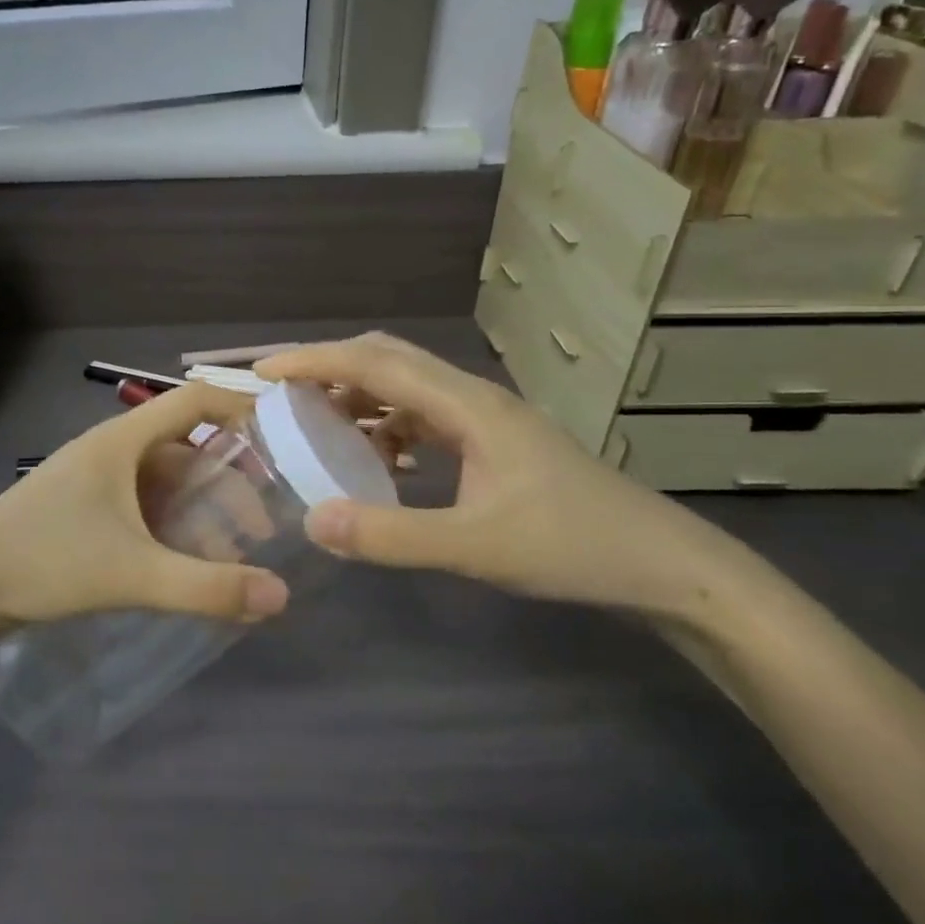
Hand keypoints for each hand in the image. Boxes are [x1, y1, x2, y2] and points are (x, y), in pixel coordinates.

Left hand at [0, 383, 292, 635]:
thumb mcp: (131, 574)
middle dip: (229, 480)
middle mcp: (112, 450)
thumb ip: (206, 587)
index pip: (196, 400)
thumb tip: (280, 597)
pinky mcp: (84, 510)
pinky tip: (187, 565)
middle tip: (263, 524)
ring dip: (201, 509)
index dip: (241, 410)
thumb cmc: (44, 561)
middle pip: (187, 447)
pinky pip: (143, 506)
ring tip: (233, 553)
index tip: (284, 442)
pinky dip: (172, 527)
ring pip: (165, 482)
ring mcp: (95, 480)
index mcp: (123, 440)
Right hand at [257, 333, 734, 619]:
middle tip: (279, 393)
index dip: (314, 360)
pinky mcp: (493, 441)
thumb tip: (314, 521)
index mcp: (467, 405)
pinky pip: (424, 417)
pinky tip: (377, 461)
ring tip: (315, 425)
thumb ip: (393, 535)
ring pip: (405, 386)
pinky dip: (387, 427)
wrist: (662, 564)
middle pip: (387, 359)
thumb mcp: (477, 548)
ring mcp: (485, 418)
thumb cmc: (574, 547)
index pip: (375, 362)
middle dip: (328, 368)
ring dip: (358, 396)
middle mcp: (472, 397)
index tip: (262, 370)